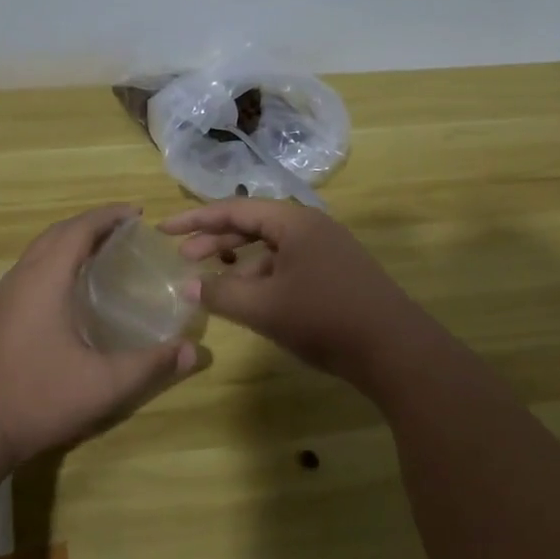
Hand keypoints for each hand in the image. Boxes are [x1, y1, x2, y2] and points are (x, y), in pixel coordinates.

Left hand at [0, 204, 205, 470]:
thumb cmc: (36, 398)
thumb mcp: (103, 385)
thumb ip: (150, 365)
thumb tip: (195, 351)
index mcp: (45, 279)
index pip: (79, 229)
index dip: (108, 216)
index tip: (137, 213)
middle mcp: (21, 277)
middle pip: (57, 233)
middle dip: (91, 224)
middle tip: (124, 230)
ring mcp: (3, 296)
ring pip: (39, 251)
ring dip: (69, 241)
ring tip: (101, 252)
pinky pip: (29, 270)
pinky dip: (54, 261)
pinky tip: (68, 290)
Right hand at [160, 199, 431, 390]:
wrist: (396, 349)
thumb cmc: (324, 318)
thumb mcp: (264, 307)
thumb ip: (220, 293)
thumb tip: (185, 285)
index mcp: (293, 221)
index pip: (234, 209)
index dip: (196, 219)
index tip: (164, 228)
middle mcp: (311, 226)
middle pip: (253, 224)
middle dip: (215, 239)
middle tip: (183, 257)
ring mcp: (328, 249)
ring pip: (272, 246)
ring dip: (240, 260)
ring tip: (213, 280)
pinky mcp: (338, 272)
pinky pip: (289, 263)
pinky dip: (264, 275)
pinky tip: (253, 298)